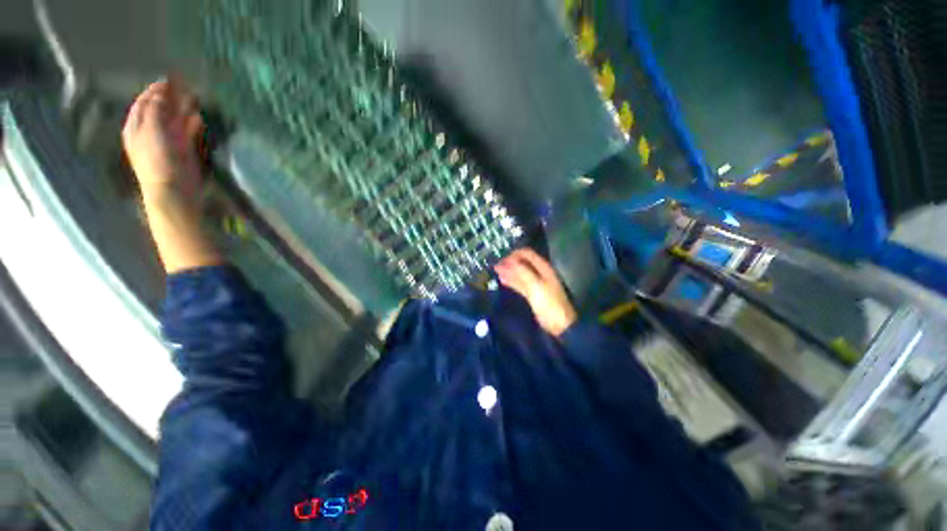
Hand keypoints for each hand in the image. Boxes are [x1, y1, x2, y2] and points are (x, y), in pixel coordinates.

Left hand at [122, 79, 203, 198]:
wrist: (173, 189)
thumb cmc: (157, 159)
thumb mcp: (151, 130)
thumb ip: (155, 109)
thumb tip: (162, 93)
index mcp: (137, 127)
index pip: (144, 103)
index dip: (154, 91)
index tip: (168, 79)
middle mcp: (151, 132)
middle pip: (160, 110)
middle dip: (170, 98)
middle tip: (183, 86)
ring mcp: (168, 142)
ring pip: (175, 121)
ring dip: (183, 110)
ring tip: (194, 98)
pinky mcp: (184, 151)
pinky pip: (188, 133)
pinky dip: (192, 125)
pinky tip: (198, 118)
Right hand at [495, 248, 577, 336]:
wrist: (560, 325)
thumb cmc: (549, 304)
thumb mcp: (535, 286)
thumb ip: (522, 272)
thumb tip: (509, 260)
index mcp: (544, 268)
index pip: (527, 254)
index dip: (514, 254)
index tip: (501, 258)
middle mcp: (540, 273)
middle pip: (523, 263)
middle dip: (510, 263)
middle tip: (496, 265)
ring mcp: (537, 284)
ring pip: (521, 274)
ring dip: (509, 272)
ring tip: (496, 271)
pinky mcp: (533, 294)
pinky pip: (521, 284)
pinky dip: (512, 281)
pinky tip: (503, 280)